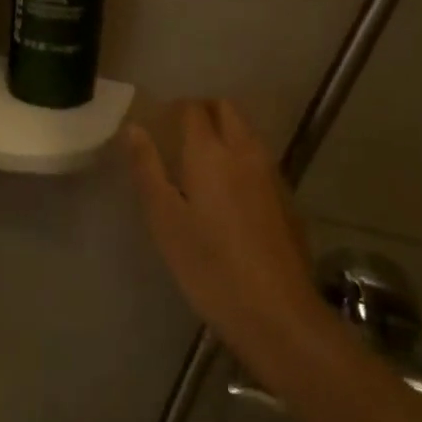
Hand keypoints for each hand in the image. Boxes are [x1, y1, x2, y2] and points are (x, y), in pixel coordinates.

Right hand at [125, 100, 326, 385]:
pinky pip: (259, 159)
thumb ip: (147, 169)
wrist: (278, 314)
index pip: (193, 108)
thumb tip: (134, 129)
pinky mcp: (287, 198)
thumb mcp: (165, 220)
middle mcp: (245, 151)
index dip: (174, 109)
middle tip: (178, 135)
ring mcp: (271, 174)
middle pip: (226, 109)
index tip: (158, 124)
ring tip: (201, 163)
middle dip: (203, 111)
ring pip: (246, 132)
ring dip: (225, 131)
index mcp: (210, 152)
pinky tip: (229, 193)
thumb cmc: (209, 266)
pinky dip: (241, 157)